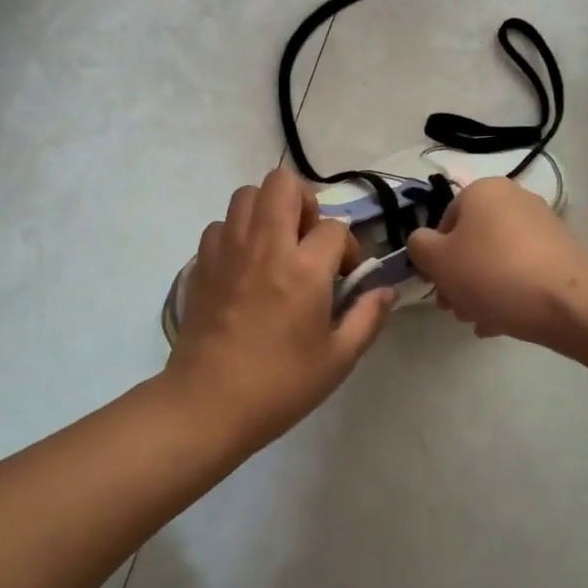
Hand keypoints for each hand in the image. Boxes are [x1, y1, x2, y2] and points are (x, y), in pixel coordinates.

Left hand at [164, 168, 395, 443]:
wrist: (207, 403)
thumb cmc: (280, 384)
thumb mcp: (338, 358)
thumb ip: (367, 317)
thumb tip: (386, 289)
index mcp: (304, 268)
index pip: (334, 227)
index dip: (346, 247)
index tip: (342, 276)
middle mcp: (265, 245)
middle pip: (283, 184)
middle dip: (304, 202)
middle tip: (307, 240)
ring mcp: (228, 249)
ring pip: (247, 194)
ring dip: (268, 210)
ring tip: (276, 246)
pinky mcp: (201, 262)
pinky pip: (222, 224)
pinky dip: (237, 232)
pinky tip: (245, 265)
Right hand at [406, 176, 587, 343]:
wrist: (567, 302)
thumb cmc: (492, 273)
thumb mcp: (437, 260)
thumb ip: (419, 246)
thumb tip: (424, 243)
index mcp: (482, 191)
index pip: (444, 222)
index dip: (434, 258)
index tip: (436, 287)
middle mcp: (513, 198)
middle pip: (472, 241)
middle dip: (458, 277)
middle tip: (454, 308)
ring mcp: (542, 224)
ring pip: (496, 258)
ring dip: (480, 289)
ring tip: (477, 321)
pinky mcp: (562, 252)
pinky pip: (523, 270)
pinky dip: (509, 291)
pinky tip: (501, 322)